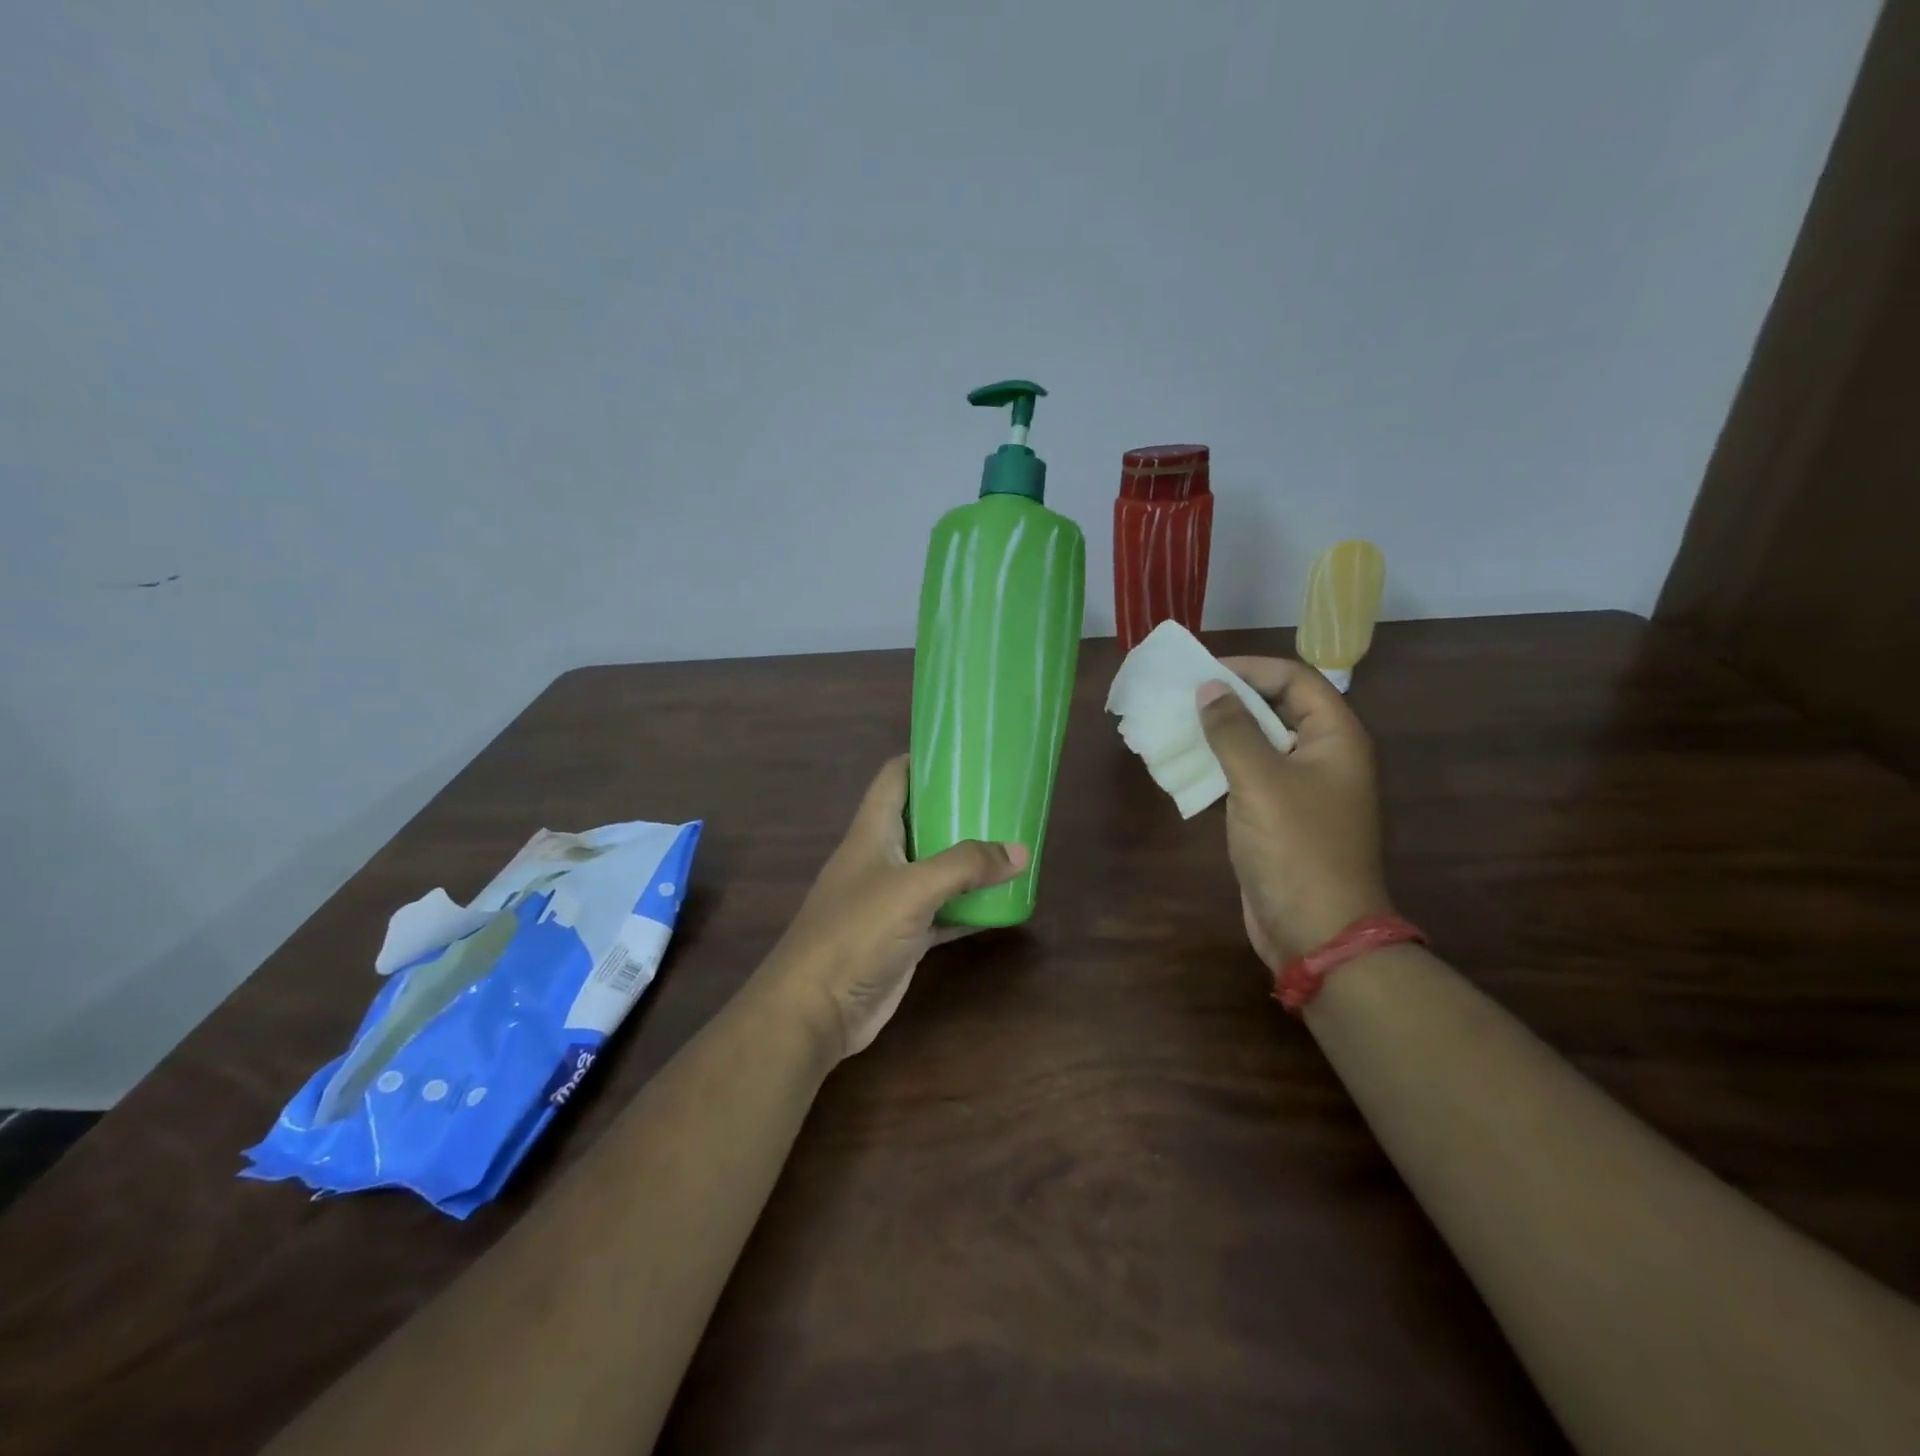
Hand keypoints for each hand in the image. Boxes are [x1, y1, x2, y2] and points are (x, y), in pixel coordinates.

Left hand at [763, 756, 1027, 1059]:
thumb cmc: (855, 932)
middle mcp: (881, 858)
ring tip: (1013, 844)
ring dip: (969, 861)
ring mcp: (891, 899)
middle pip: (922, 820)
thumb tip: (1020, 851)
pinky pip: (943, 912)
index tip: (967, 752)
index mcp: (872, 831)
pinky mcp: (903, 936)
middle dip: (959, 810)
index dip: (925, 758)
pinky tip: (1004, 903)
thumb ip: (966, 866)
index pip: (895, 777)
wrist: (816, 1009)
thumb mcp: (913, 888)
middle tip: (1005, 801)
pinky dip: (969, 907)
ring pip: (936, 868)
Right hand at [1198, 659, 1393, 969]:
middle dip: (1230, 699)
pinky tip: (1186, 766)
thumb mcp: (1260, 780)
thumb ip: (1233, 729)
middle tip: (1182, 696)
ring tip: (1176, 725)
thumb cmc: (1296, 848)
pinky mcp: (1279, 818)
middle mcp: (1323, 757)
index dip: (1250, 668)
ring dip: (1221, 733)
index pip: (1295, 680)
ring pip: (1259, 744)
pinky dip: (1220, 767)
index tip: (1203, 671)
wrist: (1317, 932)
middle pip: (1277, 709)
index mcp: (1335, 738)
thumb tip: (1209, 688)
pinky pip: (1249, 777)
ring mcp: (1302, 790)